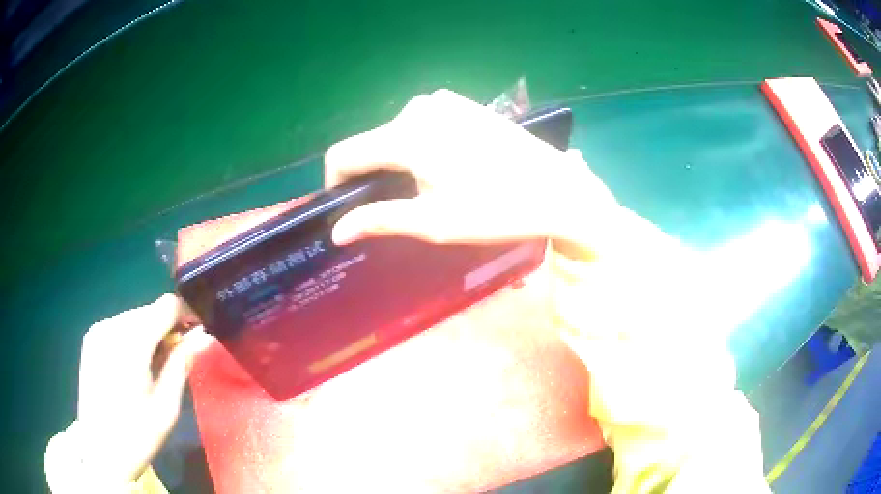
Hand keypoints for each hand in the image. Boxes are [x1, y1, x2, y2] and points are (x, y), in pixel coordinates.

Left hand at [45, 295, 212, 491]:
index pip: (166, 306)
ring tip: (156, 366)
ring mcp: (97, 331)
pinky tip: (135, 366)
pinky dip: (134, 338)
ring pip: (134, 318)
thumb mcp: (166, 407)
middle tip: (178, 358)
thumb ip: (182, 365)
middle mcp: (111, 327)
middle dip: (168, 328)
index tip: (198, 335)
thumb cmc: (137, 435)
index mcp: (131, 343)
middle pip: (149, 311)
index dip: (187, 315)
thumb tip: (204, 337)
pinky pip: (119, 327)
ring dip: (151, 334)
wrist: (100, 450)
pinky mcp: (90, 339)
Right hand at [325, 90, 621, 249]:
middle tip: (398, 208)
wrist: (559, 189)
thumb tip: (337, 231)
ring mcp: (444, 101)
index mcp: (405, 134)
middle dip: (373, 175)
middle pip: (371, 143)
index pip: (344, 154)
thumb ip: (379, 219)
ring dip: (398, 162)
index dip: (336, 184)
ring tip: (427, 191)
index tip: (348, 210)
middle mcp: (418, 108)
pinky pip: (422, 124)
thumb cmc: (498, 209)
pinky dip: (419, 146)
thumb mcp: (435, 222)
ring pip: (396, 133)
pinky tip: (447, 168)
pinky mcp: (463, 104)